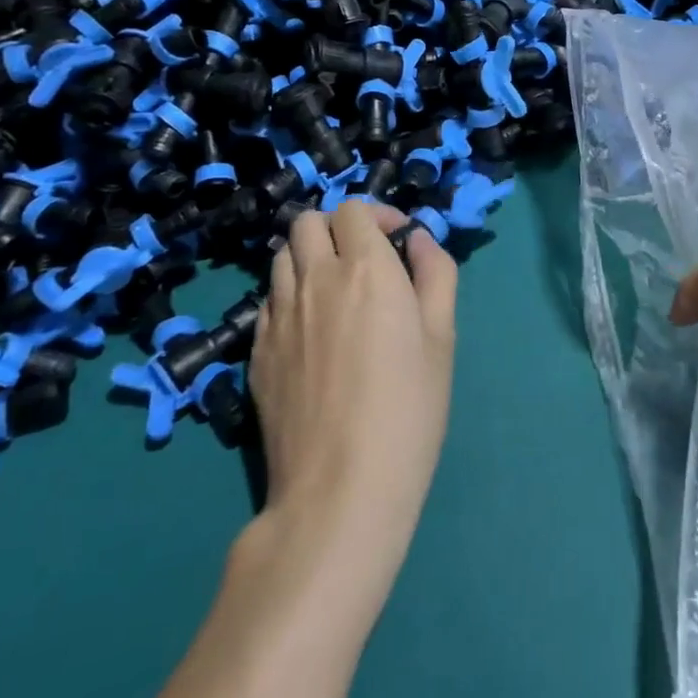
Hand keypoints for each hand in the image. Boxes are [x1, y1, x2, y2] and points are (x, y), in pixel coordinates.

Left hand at [249, 201, 457, 596]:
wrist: (340, 489)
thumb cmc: (408, 408)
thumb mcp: (442, 337)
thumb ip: (436, 273)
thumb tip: (419, 239)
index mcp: (366, 269)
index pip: (353, 209)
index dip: (378, 215)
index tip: (398, 240)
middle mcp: (315, 279)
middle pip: (307, 221)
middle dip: (336, 227)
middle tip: (363, 258)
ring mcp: (277, 315)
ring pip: (282, 257)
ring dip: (309, 256)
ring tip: (335, 290)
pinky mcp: (255, 351)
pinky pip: (268, 300)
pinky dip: (290, 295)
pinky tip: (311, 331)